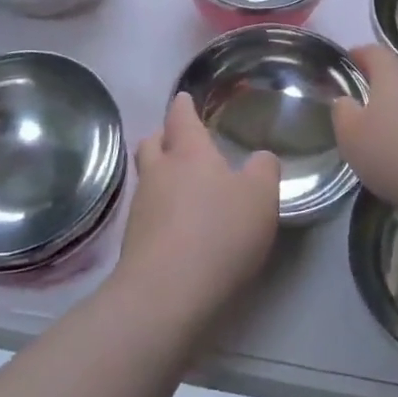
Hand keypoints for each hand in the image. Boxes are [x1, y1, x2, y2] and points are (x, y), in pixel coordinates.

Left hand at [118, 93, 279, 330]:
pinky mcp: (133, 245)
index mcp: (189, 152)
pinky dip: (160, 212)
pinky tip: (178, 226)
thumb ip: (264, 169)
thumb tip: (259, 158)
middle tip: (181, 142)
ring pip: (147, 179)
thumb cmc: (219, 233)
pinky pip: (147, 214)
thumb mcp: (261, 196)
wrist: (165, 298)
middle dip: (164, 137)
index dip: (184, 106)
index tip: (185, 99)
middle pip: (152, 143)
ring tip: (183, 186)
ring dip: (161, 177)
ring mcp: (141, 209)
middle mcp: (159, 173)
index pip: (181, 116)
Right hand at [332, 44, 397, 223]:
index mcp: (393, 72)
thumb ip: (342, 111)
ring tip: (391, 133)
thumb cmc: (393, 153)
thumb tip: (346, 99)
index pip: (373, 51)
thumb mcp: (350, 135)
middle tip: (366, 107)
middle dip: (381, 85)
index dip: (358, 55)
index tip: (347, 65)